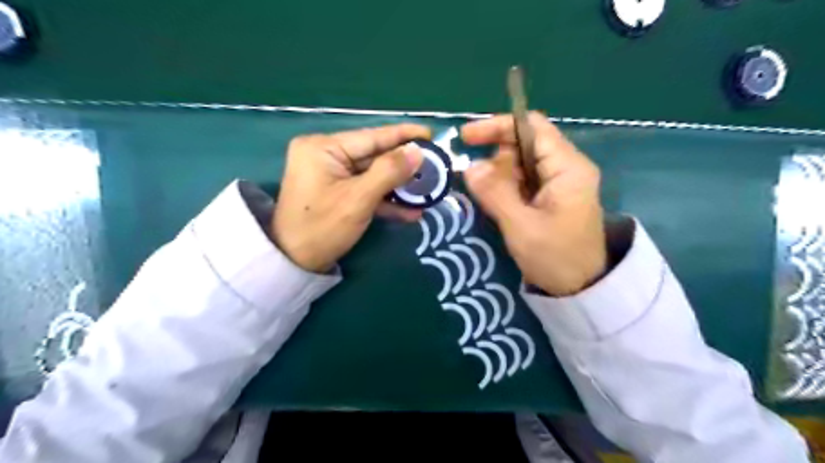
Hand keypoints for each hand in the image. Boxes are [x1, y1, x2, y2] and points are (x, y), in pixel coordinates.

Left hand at [275, 124, 431, 272]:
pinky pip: (365, 189)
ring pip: (373, 174)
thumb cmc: (322, 228)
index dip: (403, 135)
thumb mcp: (359, 199)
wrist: (294, 263)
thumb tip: (418, 151)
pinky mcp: (336, 192)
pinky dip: (385, 200)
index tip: (430, 134)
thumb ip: (389, 171)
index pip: (371, 137)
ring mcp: (331, 174)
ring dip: (398, 186)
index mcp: (323, 147)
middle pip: (374, 156)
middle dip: (404, 165)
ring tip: (427, 190)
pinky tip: (410, 211)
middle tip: (435, 166)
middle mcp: (326, 154)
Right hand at [460, 112, 608, 295]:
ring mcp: (559, 183)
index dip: (498, 126)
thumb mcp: (521, 227)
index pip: (531, 127)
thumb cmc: (556, 258)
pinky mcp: (552, 197)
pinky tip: (498, 205)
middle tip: (478, 184)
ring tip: (490, 202)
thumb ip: (495, 193)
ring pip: (521, 164)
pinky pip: (523, 182)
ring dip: (499, 177)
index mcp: (567, 167)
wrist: (583, 290)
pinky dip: (506, 188)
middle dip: (496, 158)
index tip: (466, 137)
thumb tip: (469, 166)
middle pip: (524, 144)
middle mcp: (566, 168)